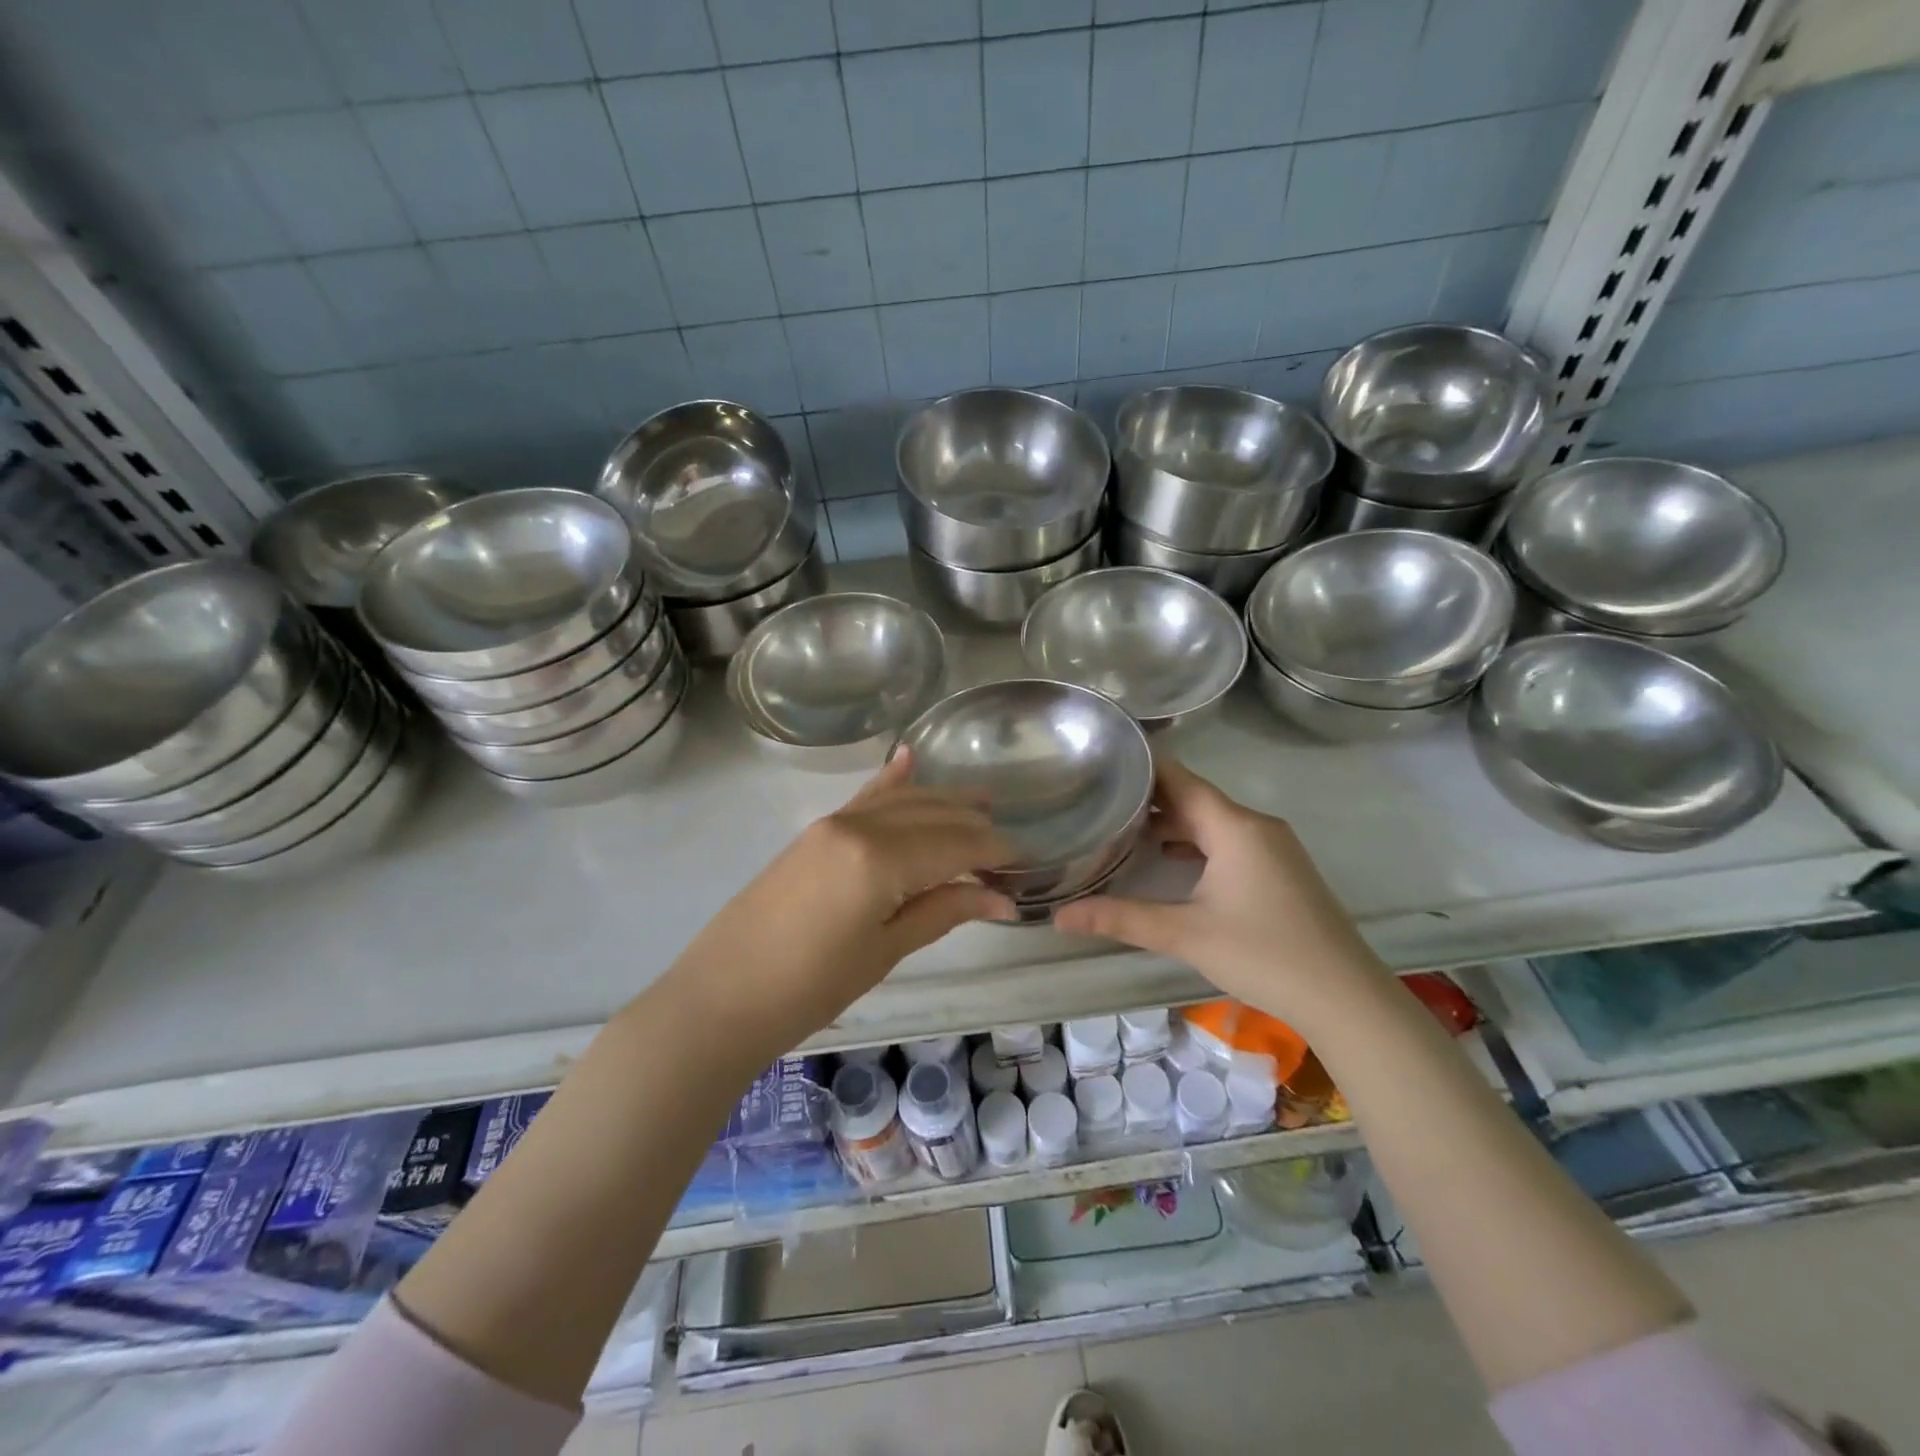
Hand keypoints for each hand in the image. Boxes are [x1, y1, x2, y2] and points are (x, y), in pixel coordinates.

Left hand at [666, 751, 1014, 1050]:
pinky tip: (909, 759)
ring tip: (982, 802)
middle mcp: (859, 826)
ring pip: (902, 800)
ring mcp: (833, 823)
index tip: (1025, 863)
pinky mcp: (816, 832)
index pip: (956, 844)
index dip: (994, 852)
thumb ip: (944, 911)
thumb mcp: (885, 951)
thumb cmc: (811, 987)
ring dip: (943, 801)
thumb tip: (1001, 898)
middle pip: (932, 815)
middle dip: (975, 827)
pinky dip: (890, 781)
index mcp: (881, 858)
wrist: (722, 997)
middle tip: (1008, 847)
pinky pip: (863, 798)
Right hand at [1051, 756, 1389, 1031]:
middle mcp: (1255, 825)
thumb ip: (1121, 919)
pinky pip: (1229, 841)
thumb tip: (1059, 916)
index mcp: (1234, 826)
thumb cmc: (1263, 953)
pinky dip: (1196, 844)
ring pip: (1212, 822)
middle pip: (1194, 798)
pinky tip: (1169, 862)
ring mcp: (1273, 848)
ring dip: (1172, 824)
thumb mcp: (1185, 934)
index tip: (1101, 759)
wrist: (1345, 997)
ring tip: (1123, 828)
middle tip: (1099, 798)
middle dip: (1148, 798)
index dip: (1141, 766)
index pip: (1178, 778)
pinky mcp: (1281, 870)